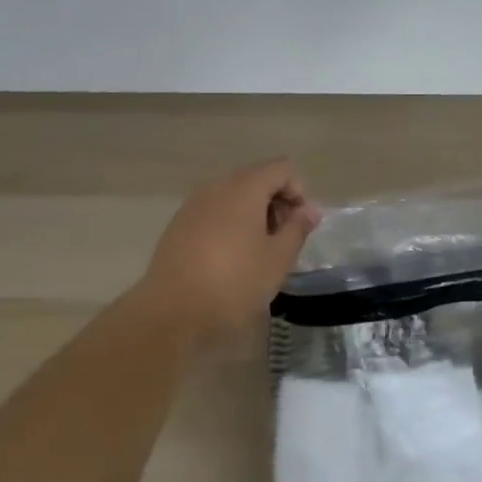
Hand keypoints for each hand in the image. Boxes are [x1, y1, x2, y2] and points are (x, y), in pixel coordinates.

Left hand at [134, 158, 320, 340]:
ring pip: (234, 196)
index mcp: (245, 187)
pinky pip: (214, 212)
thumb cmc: (233, 283)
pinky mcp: (179, 224)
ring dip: (253, 216)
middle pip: (257, 179)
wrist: (171, 313)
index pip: (282, 168)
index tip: (298, 226)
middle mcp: (218, 186)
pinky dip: (229, 225)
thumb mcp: (277, 260)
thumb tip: (309, 209)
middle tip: (282, 243)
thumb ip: (297, 228)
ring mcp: (194, 203)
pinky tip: (229, 259)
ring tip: (257, 254)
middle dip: (276, 204)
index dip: (298, 192)